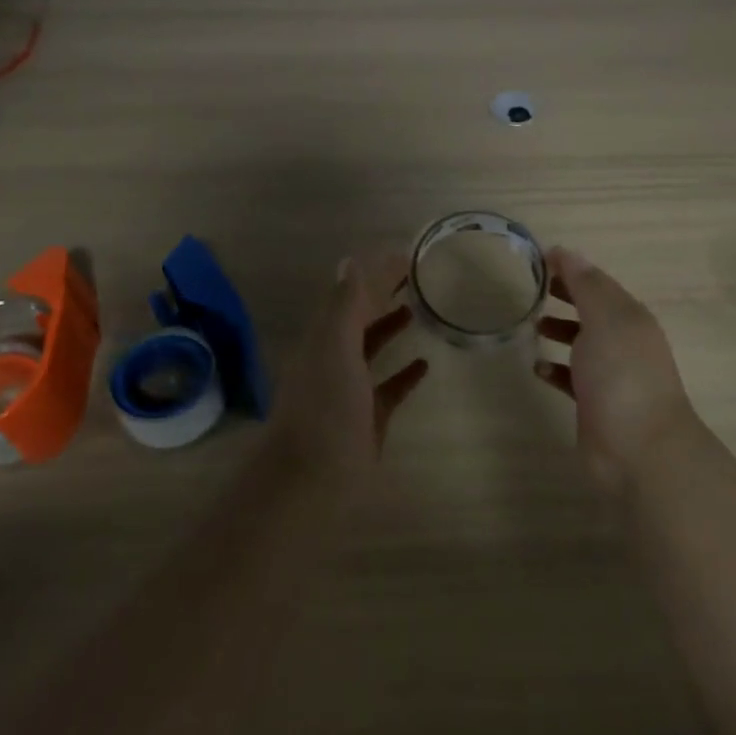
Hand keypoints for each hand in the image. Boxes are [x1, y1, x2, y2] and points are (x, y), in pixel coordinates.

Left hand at [267, 251, 429, 487]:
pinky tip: (425, 364)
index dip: (376, 274)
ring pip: (371, 350)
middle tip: (418, 276)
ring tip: (417, 309)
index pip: (352, 295)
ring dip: (390, 327)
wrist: (311, 479)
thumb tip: (350, 260)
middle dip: (383, 295)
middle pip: (360, 318)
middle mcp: (333, 358)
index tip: (406, 256)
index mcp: (323, 338)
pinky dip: (404, 374)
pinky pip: (388, 388)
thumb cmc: (324, 407)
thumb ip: (345, 305)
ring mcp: (350, 390)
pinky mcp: (367, 419)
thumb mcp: (334, 346)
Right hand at [535, 247, 698, 490]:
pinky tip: (538, 367)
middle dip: (567, 296)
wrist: (639, 449)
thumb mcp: (604, 319)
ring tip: (534, 325)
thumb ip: (585, 285)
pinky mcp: (595, 404)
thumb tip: (565, 251)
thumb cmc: (622, 375)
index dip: (573, 269)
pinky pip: (572, 378)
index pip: (599, 283)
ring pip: (583, 344)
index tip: (541, 259)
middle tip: (536, 287)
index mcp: (630, 317)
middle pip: (592, 310)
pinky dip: (556, 369)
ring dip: (561, 330)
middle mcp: (623, 342)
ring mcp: (611, 375)